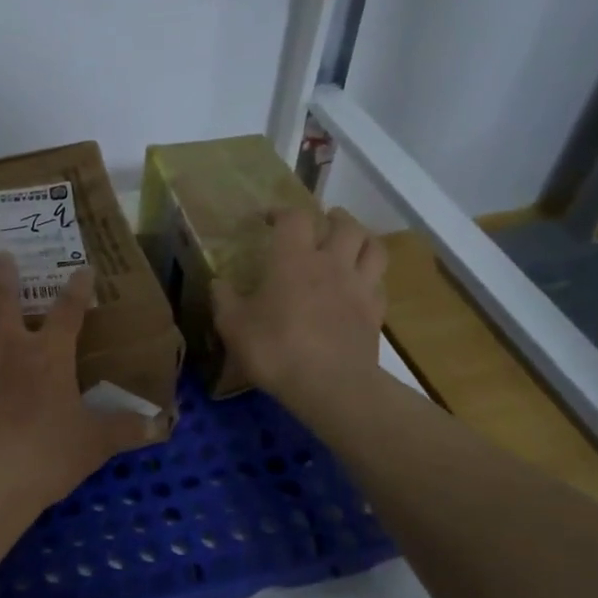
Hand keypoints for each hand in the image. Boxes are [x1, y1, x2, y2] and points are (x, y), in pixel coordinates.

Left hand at [0, 255, 158, 525]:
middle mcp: (6, 343)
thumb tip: (164, 426)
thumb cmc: (45, 454)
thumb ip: (127, 430)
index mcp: (48, 354)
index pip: (70, 311)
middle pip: (5, 298)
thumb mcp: (94, 443)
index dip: (79, 288)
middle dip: (5, 274)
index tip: (83, 268)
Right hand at [210, 208, 387, 417]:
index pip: (294, 218)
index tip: (268, 219)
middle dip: (332, 218)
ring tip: (351, 240)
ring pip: (373, 247)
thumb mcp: (233, 326)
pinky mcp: (375, 312)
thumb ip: (224, 300)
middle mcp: (331, 263)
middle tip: (321, 221)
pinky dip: (371, 275)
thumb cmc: (275, 349)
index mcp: (293, 259)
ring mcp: (359, 286)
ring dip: (361, 237)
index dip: (282, 212)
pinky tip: (361, 283)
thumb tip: (218, 283)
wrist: (330, 385)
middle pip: (344, 225)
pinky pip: (379, 282)